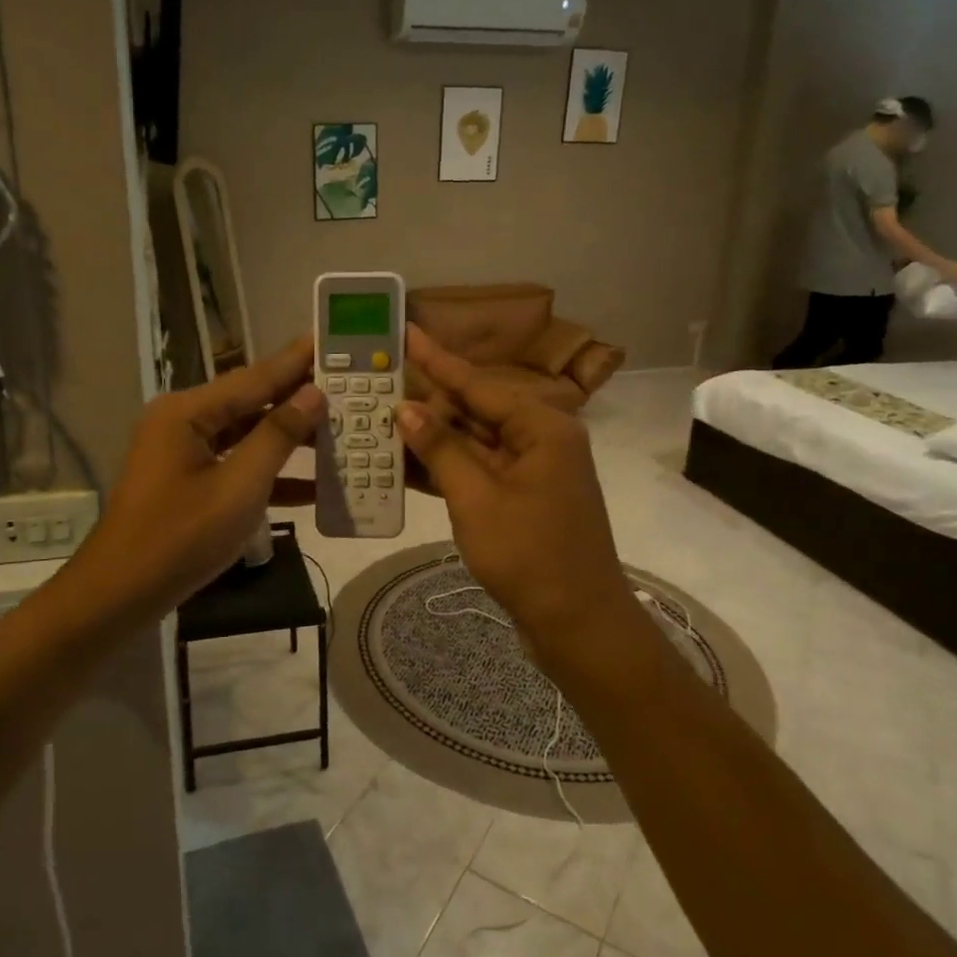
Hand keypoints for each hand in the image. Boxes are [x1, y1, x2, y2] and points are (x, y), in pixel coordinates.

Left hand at [73, 339, 324, 621]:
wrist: (119, 596)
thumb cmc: (180, 539)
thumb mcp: (239, 488)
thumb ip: (278, 437)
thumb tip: (313, 395)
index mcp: (187, 412)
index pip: (254, 377)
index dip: (296, 361)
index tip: (330, 340)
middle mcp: (182, 420)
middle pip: (250, 402)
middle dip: (298, 399)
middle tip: (347, 387)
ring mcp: (182, 451)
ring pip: (245, 434)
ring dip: (288, 438)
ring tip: (339, 429)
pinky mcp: (187, 479)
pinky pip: (234, 464)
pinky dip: (268, 472)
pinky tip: (313, 484)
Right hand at [397, 325, 633, 663]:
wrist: (578, 625)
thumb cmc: (530, 556)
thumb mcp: (476, 499)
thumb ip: (441, 448)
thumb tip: (406, 408)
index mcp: (541, 427)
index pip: (477, 384)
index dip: (437, 359)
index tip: (406, 331)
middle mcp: (538, 439)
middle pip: (474, 410)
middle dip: (426, 401)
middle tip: (379, 382)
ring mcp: (529, 470)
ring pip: (471, 442)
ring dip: (430, 436)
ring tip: (378, 416)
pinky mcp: (519, 498)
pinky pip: (476, 470)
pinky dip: (444, 468)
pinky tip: (402, 461)